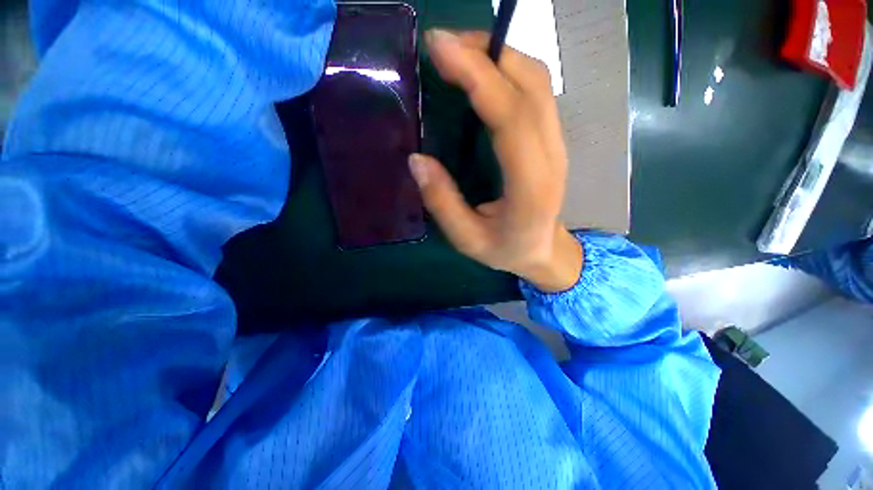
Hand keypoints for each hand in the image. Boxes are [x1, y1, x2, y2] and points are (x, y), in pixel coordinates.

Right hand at [409, 30, 581, 291]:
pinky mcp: (552, 138)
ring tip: (458, 53)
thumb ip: (442, 202)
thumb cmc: (505, 249)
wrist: (542, 250)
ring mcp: (557, 143)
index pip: (510, 117)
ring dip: (498, 55)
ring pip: (536, 81)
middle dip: (485, 53)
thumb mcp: (467, 239)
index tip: (440, 48)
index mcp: (530, 186)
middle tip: (441, 45)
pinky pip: (535, 91)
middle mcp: (551, 156)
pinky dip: (507, 70)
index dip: (479, 76)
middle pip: (529, 86)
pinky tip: (482, 72)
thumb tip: (416, 160)